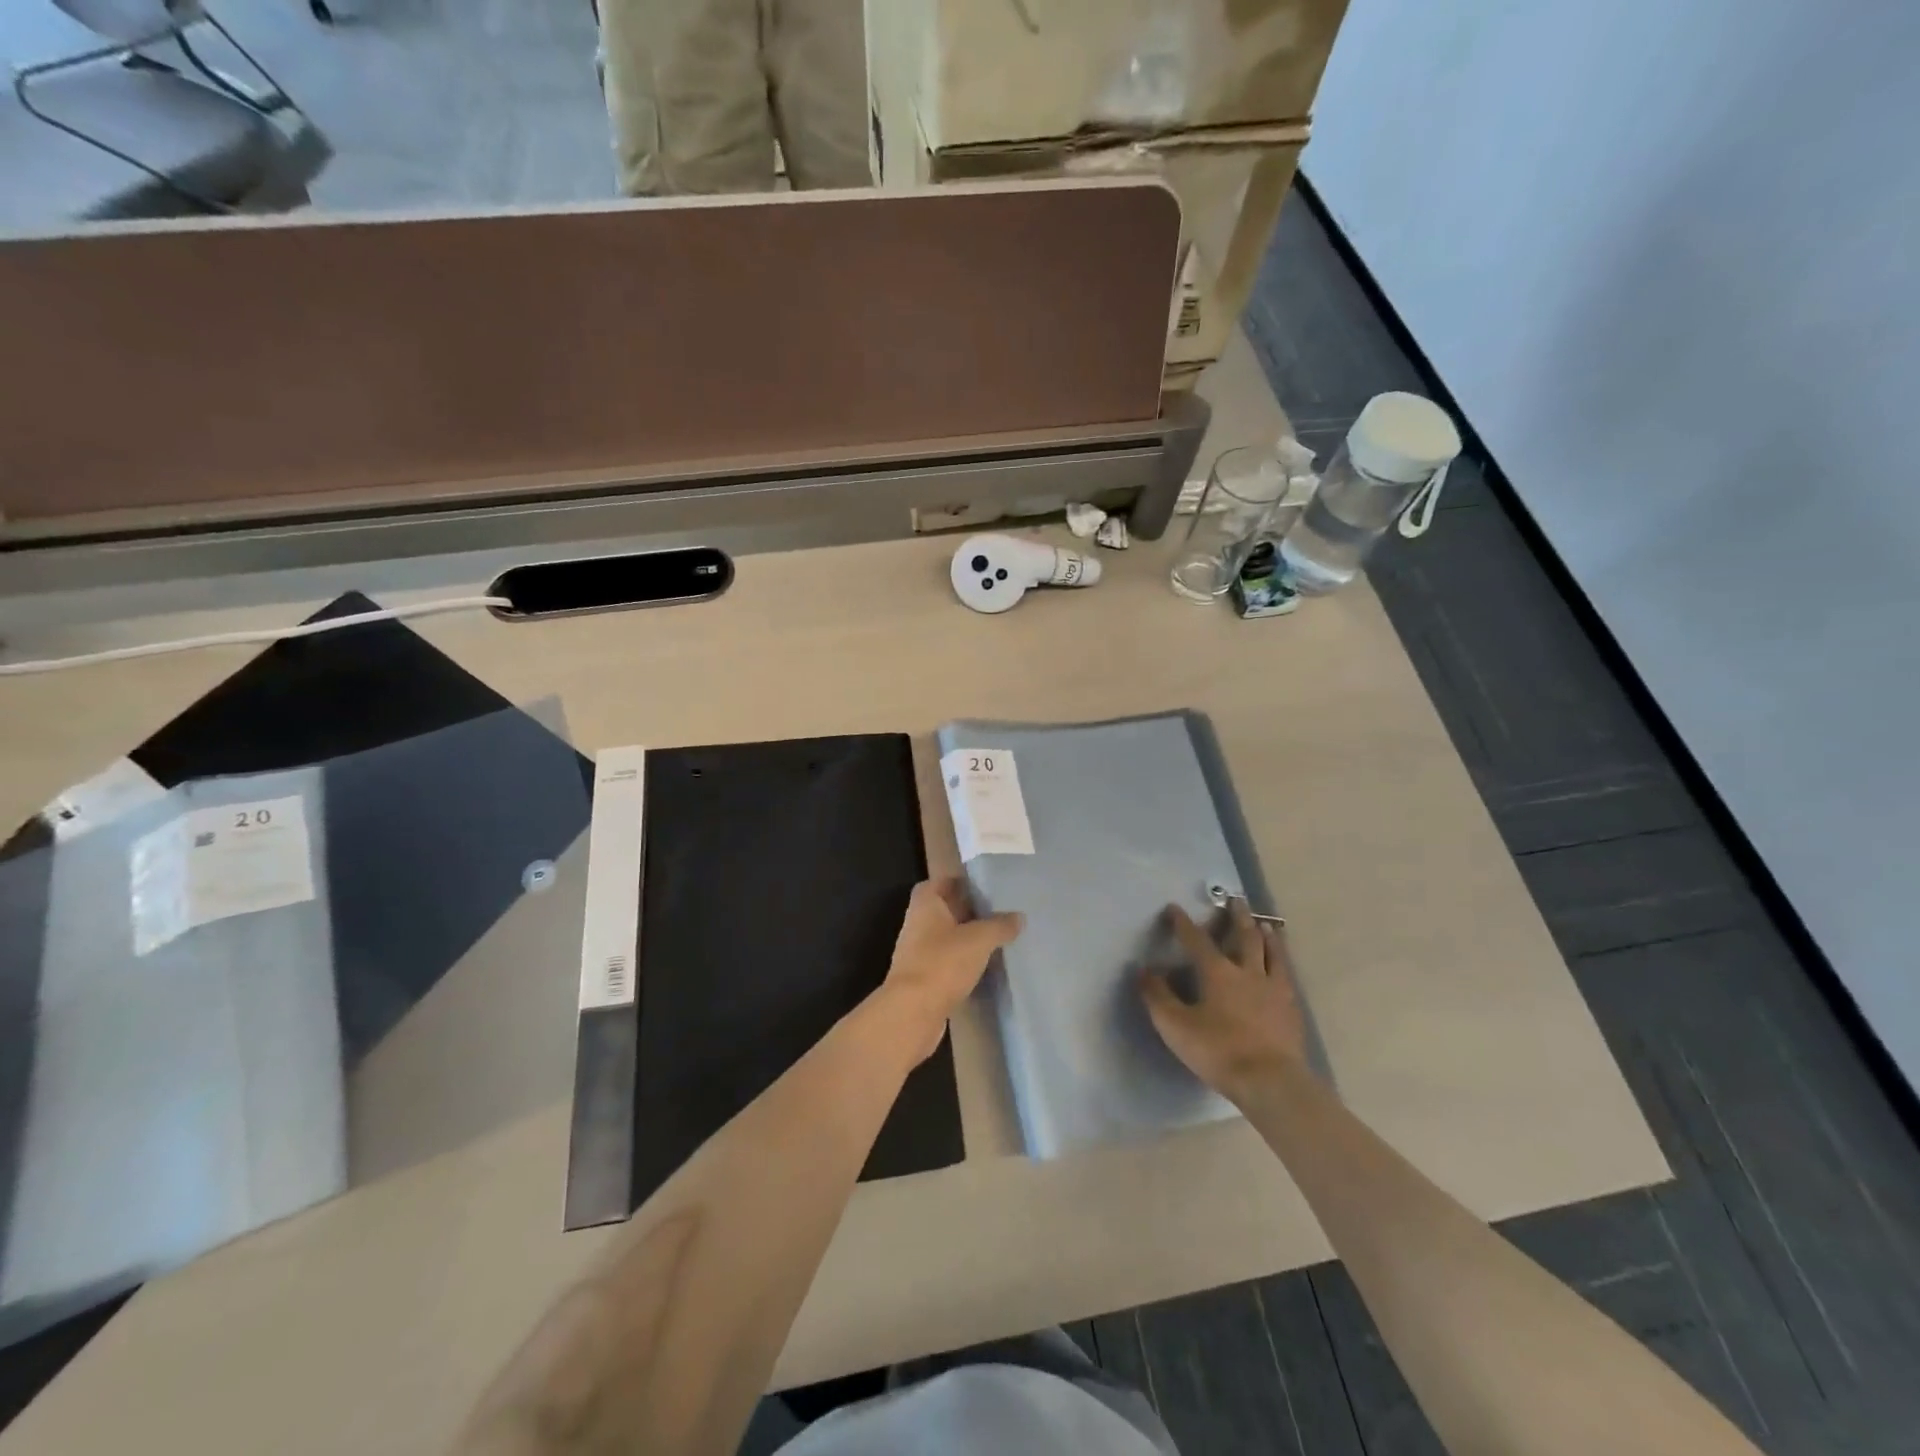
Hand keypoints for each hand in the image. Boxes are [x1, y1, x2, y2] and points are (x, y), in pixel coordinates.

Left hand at [880, 879, 1022, 1061]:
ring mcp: (918, 953)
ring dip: (967, 938)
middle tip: (998, 911)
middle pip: (944, 910)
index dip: (958, 882)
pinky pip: (947, 962)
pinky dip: (963, 962)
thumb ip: (1000, 925)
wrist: (912, 1013)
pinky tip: (985, 966)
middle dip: (968, 910)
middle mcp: (918, 924)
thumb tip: (1018, 917)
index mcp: (926, 905)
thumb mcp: (979, 939)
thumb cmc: (943, 963)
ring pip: (946, 937)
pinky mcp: (924, 979)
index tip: (983, 886)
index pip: (938, 883)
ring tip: (997, 937)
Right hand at [1140, 901, 1308, 1103]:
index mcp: (1217, 973)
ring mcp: (1274, 990)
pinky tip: (1283, 968)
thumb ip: (1158, 997)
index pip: (1196, 940)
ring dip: (1268, 936)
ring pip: (1272, 954)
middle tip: (1236, 900)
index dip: (1183, 923)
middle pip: (1244, 937)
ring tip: (1266, 925)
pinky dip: (1282, 964)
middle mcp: (1247, 972)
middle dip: (1237, 917)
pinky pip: (1287, 977)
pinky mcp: (1291, 1009)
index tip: (1174, 908)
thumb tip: (1144, 970)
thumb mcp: (1175, 1026)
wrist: (1270, 1081)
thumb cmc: (1218, 1050)